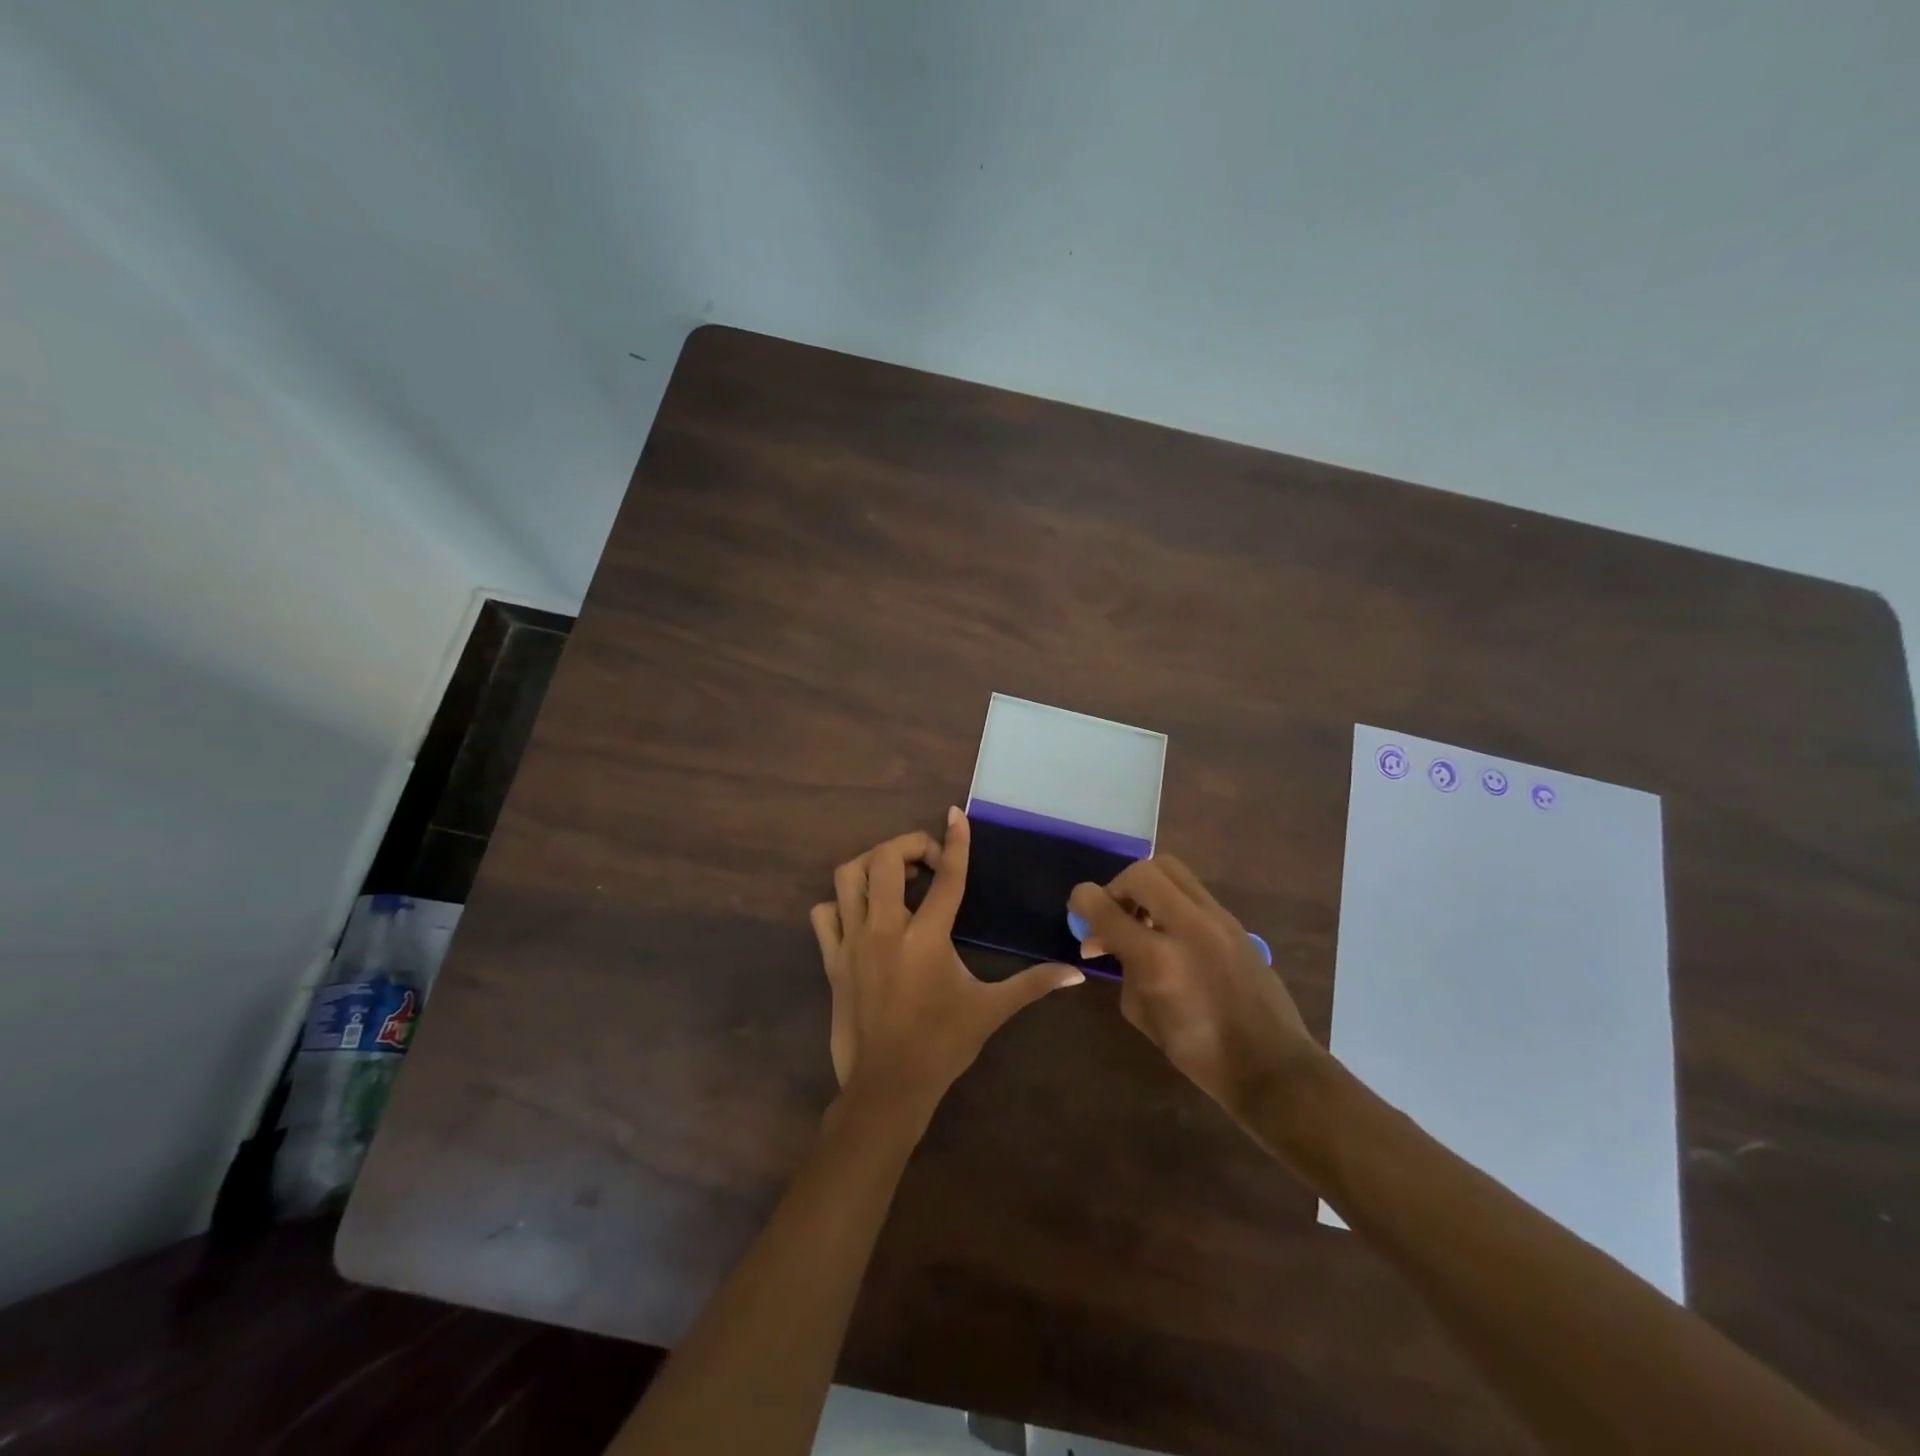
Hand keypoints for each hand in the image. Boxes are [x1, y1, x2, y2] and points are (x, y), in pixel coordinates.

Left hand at [811, 809, 1084, 1127]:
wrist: (887, 1087)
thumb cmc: (942, 1045)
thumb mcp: (991, 1010)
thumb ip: (1033, 984)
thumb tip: (1078, 973)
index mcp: (927, 937)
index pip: (947, 877)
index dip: (955, 841)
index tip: (956, 814)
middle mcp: (885, 929)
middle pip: (885, 859)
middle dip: (909, 846)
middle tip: (929, 864)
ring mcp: (853, 942)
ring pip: (848, 877)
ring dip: (871, 865)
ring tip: (894, 879)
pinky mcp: (832, 960)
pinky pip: (824, 914)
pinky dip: (840, 903)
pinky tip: (863, 914)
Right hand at [1070, 856, 1317, 1123]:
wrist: (1270, 1063)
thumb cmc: (1198, 1051)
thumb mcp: (1142, 1014)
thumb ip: (1122, 967)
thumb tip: (1108, 941)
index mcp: (1158, 958)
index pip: (1105, 907)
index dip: (1082, 901)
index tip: (1077, 909)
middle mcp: (1188, 926)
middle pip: (1141, 872)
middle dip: (1117, 887)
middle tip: (1114, 915)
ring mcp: (1217, 919)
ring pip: (1171, 870)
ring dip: (1146, 887)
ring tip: (1142, 919)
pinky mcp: (1234, 921)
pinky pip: (1191, 890)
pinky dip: (1170, 899)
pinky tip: (1169, 931)